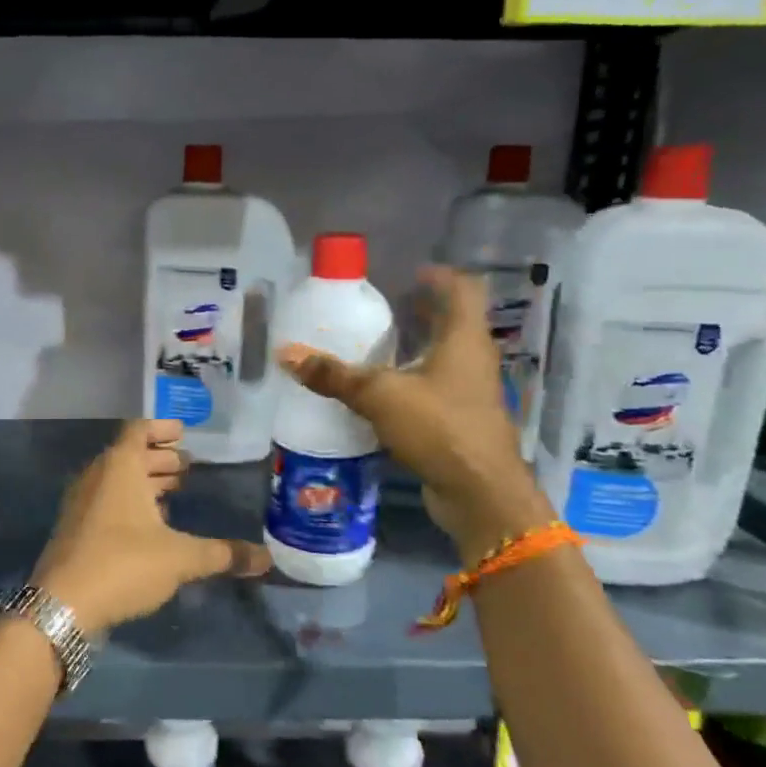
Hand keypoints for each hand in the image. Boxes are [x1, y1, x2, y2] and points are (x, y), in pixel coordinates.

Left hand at [31, 419, 269, 633]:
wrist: (62, 605)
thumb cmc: (123, 564)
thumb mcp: (180, 558)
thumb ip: (222, 554)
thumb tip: (266, 558)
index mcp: (119, 467)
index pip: (139, 430)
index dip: (162, 429)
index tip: (184, 433)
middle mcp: (97, 477)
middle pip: (129, 455)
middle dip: (159, 458)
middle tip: (188, 466)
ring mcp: (82, 503)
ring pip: (117, 480)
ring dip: (145, 481)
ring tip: (174, 491)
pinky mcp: (76, 529)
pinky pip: (107, 501)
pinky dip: (130, 502)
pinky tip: (151, 524)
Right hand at [277, 267, 550, 554]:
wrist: (479, 492)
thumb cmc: (439, 427)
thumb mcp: (379, 395)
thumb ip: (334, 375)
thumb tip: (286, 354)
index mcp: (463, 339)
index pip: (462, 291)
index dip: (440, 277)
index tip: (411, 273)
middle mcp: (473, 359)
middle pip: (453, 323)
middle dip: (422, 312)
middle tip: (385, 307)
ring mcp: (472, 393)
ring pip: (444, 358)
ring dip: (416, 348)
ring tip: (377, 346)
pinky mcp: (462, 421)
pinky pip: (436, 389)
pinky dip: (413, 382)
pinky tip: (383, 393)